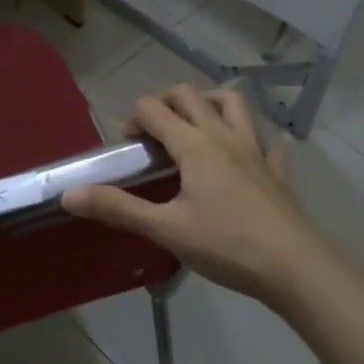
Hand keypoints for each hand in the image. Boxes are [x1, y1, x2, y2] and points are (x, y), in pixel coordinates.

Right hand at [62, 85, 330, 305]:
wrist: (294, 267)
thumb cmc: (226, 245)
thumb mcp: (165, 229)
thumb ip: (117, 208)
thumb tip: (69, 194)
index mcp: (194, 145)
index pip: (154, 109)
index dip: (133, 119)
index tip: (126, 145)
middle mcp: (224, 135)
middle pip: (190, 95)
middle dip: (165, 102)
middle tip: (153, 132)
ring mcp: (256, 150)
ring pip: (233, 104)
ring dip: (209, 103)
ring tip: (195, 124)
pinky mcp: (278, 170)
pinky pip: (269, 141)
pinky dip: (255, 138)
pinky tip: (248, 152)